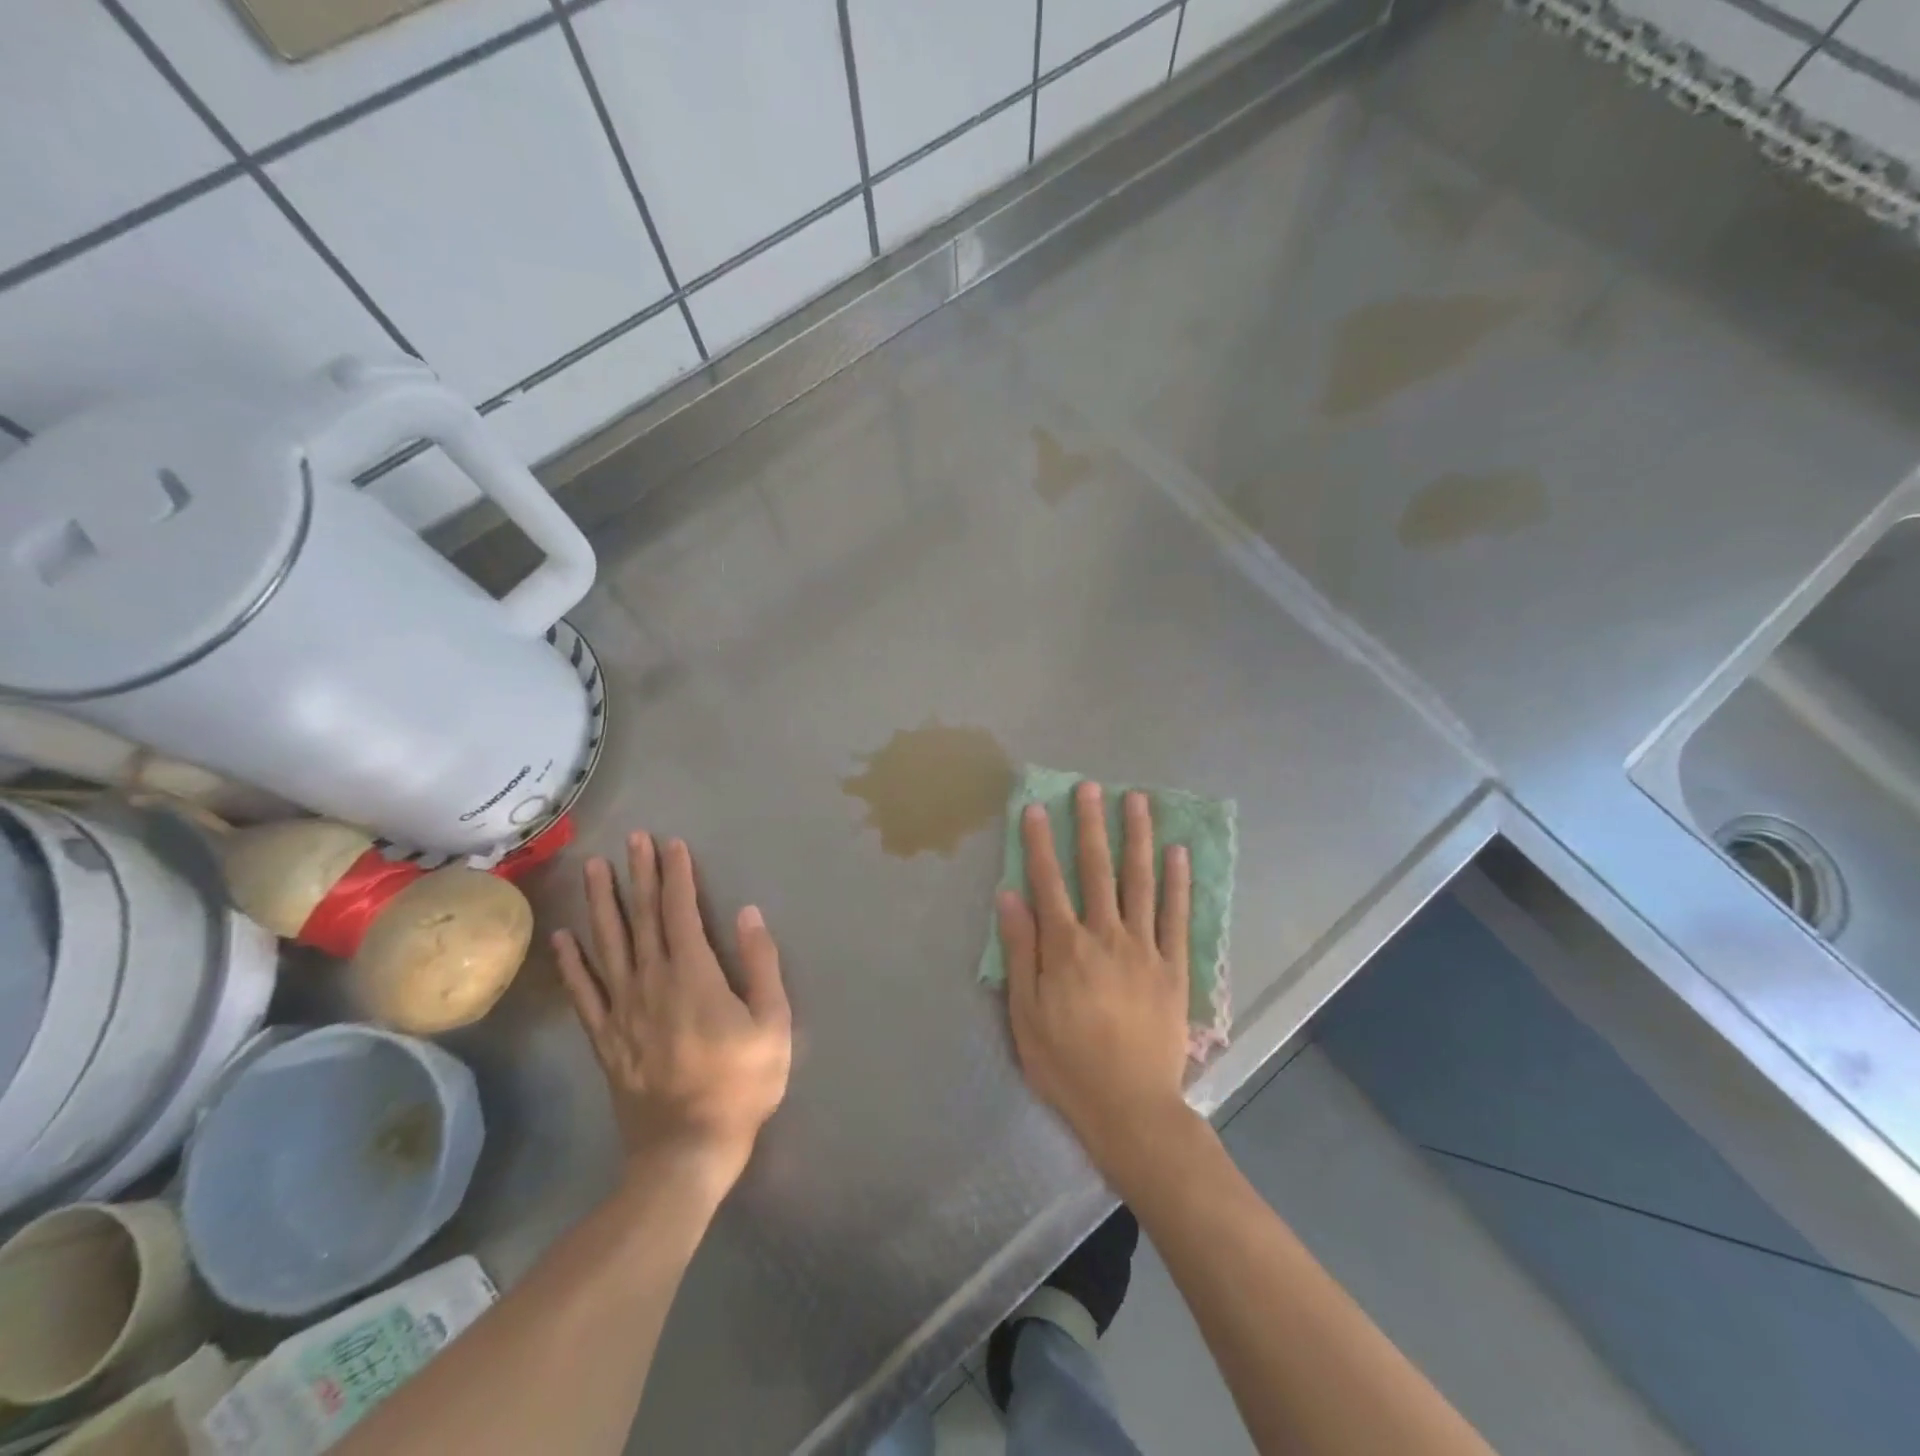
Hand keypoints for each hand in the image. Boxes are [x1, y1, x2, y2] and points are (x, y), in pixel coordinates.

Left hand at [553, 832, 791, 1199]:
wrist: (687, 1150)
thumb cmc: (741, 1084)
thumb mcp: (773, 1023)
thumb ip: (761, 965)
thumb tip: (747, 914)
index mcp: (694, 975)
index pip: (681, 912)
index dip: (676, 875)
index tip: (671, 844)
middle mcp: (651, 982)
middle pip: (643, 918)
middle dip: (639, 875)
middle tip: (631, 839)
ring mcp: (622, 1010)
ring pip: (608, 946)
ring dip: (601, 904)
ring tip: (594, 869)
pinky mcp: (605, 1038)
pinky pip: (583, 993)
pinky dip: (571, 964)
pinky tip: (563, 938)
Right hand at [998, 782, 1193, 1181]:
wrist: (1130, 1108)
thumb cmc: (1067, 1063)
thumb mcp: (1025, 1013)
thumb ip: (1021, 950)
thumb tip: (1010, 895)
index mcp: (1066, 947)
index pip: (1049, 881)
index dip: (1040, 842)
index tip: (1036, 807)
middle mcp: (1107, 936)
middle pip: (1097, 870)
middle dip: (1091, 825)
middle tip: (1091, 787)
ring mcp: (1145, 949)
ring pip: (1140, 882)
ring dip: (1137, 838)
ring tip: (1137, 801)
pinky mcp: (1174, 968)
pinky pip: (1177, 917)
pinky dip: (1178, 884)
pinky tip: (1179, 854)